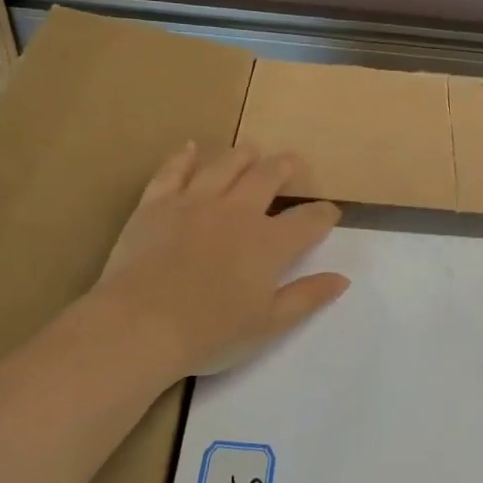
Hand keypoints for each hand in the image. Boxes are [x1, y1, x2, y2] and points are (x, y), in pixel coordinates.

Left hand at [90, 143, 348, 381]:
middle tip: (290, 163)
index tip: (330, 212)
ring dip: (242, 155)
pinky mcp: (156, 203)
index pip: (308, 220)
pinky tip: (190, 149)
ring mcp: (194, 202)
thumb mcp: (268, 324)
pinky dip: (183, 157)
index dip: (324, 214)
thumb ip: (307, 297)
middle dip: (285, 168)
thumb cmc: (209, 334)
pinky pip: (173, 171)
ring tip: (252, 150)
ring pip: (224, 165)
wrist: (139, 326)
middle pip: (267, 178)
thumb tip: (342, 278)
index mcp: (269, 244)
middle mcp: (237, 212)